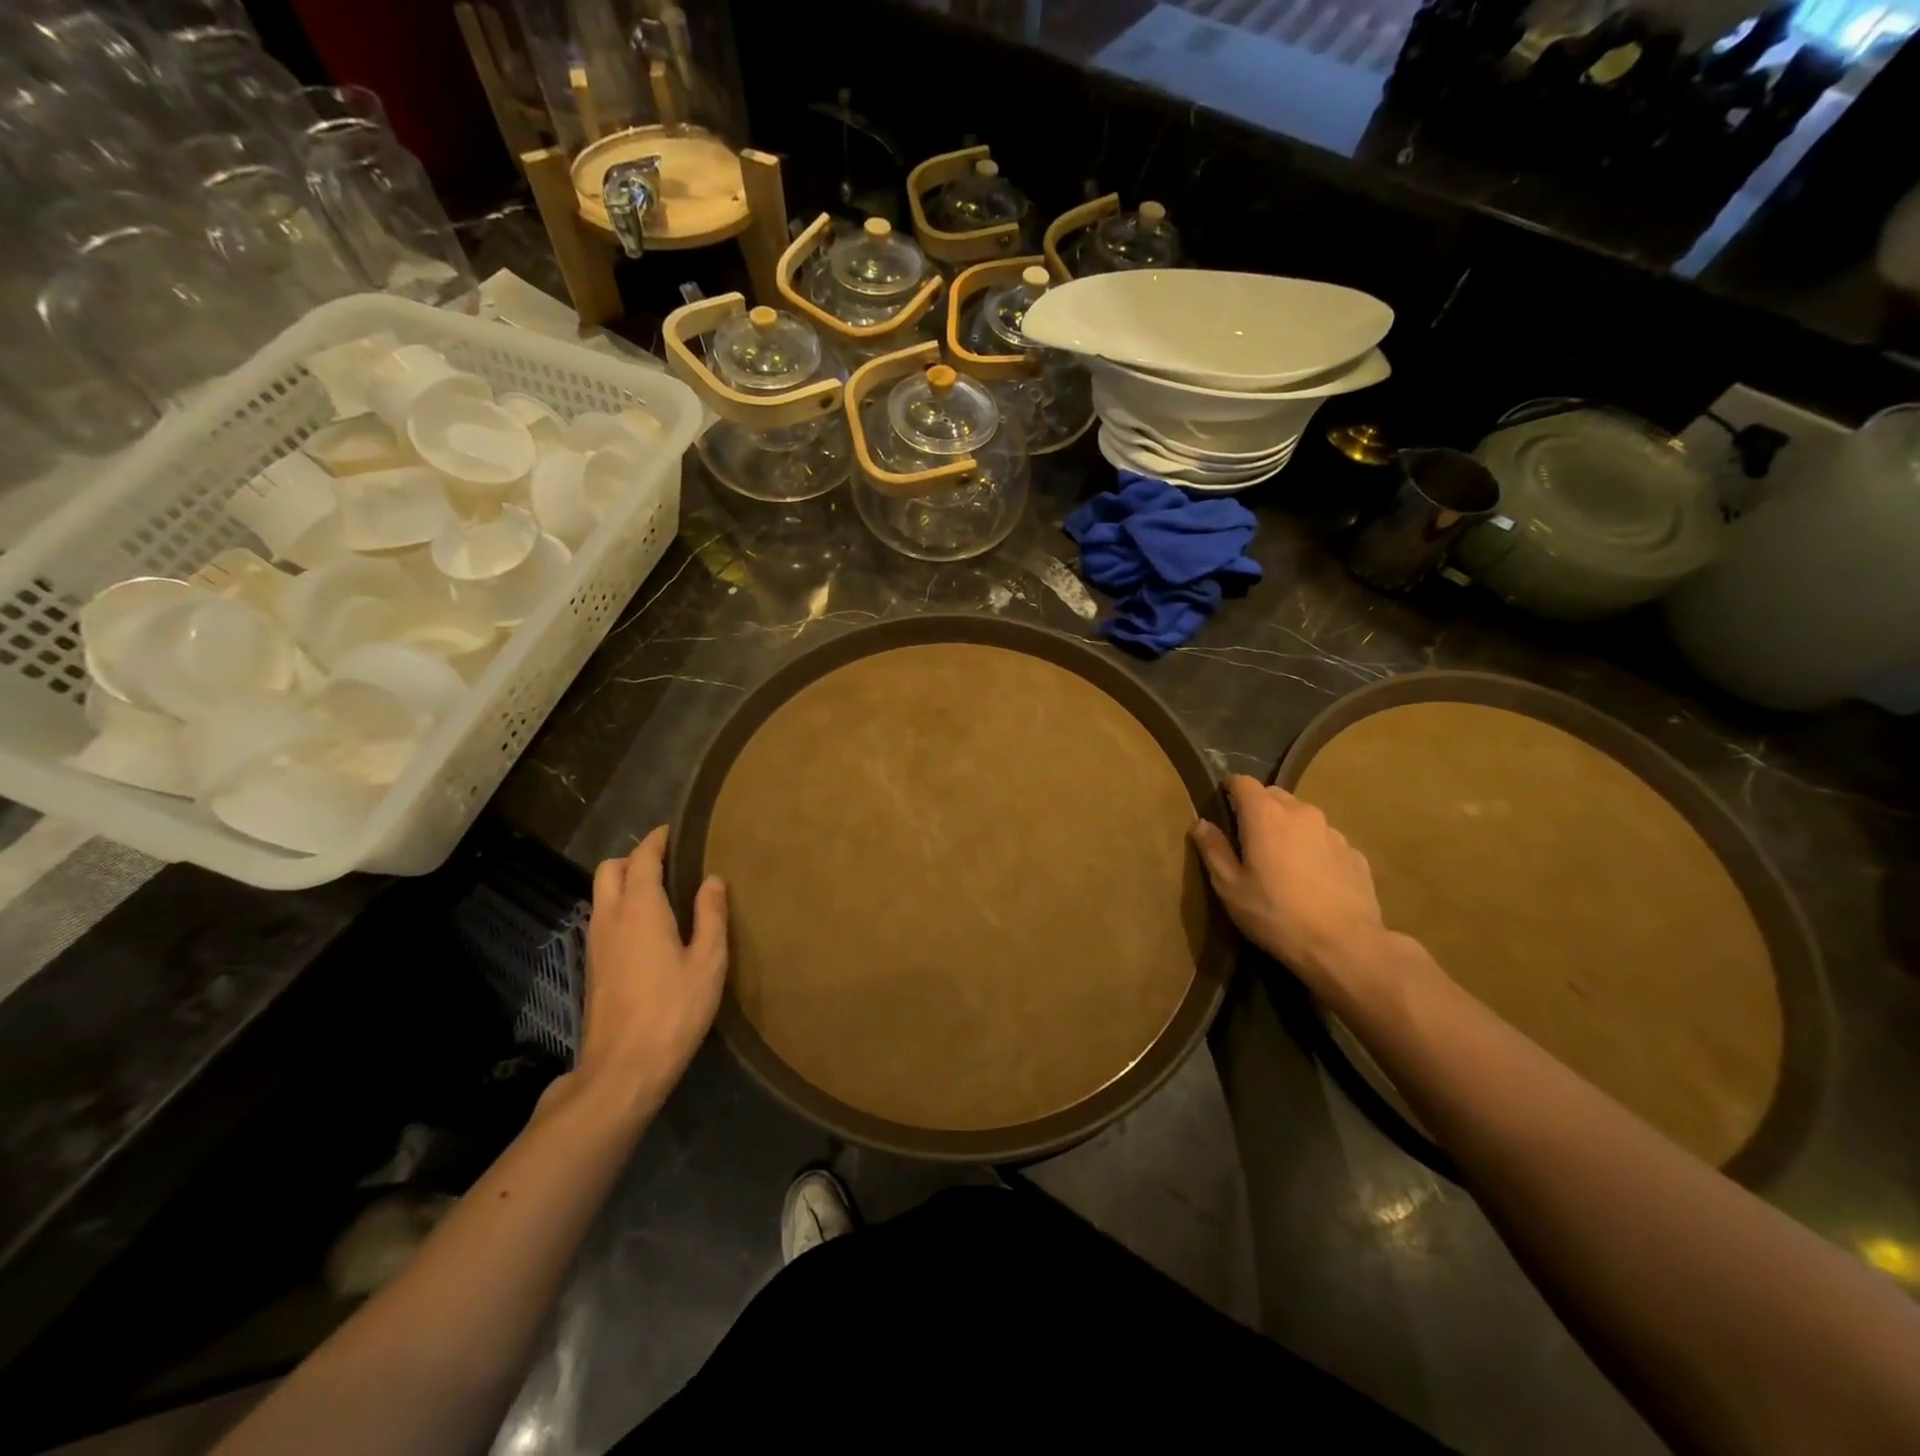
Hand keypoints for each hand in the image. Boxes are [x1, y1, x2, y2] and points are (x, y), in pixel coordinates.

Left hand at [578, 826, 727, 1114]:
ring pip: (601, 894)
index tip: (672, 829)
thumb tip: (712, 879)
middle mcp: (610, 918)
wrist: (623, 1068)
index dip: (656, 840)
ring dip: (624, 881)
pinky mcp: (593, 965)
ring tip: (659, 889)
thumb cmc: (674, 1010)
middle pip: (609, 869)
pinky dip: (620, 905)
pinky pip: (603, 917)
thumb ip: (711, 916)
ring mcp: (596, 943)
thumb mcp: (708, 962)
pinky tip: (646, 925)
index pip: (642, 859)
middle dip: (634, 857)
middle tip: (666, 860)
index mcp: (641, 909)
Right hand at [1191, 775, 1388, 992]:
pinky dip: (1314, 850)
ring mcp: (1333, 832)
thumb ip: (1213, 850)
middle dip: (1259, 809)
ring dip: (1289, 829)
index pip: (1243, 782)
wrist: (1345, 946)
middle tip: (1249, 839)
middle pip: (1274, 796)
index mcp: (1265, 815)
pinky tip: (1312, 880)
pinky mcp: (1355, 854)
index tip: (1223, 806)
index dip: (1230, 789)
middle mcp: (1301, 812)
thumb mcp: (1230, 887)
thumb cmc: (1276, 914)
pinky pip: (1325, 841)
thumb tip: (1201, 824)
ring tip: (1283, 862)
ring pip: (1303, 818)